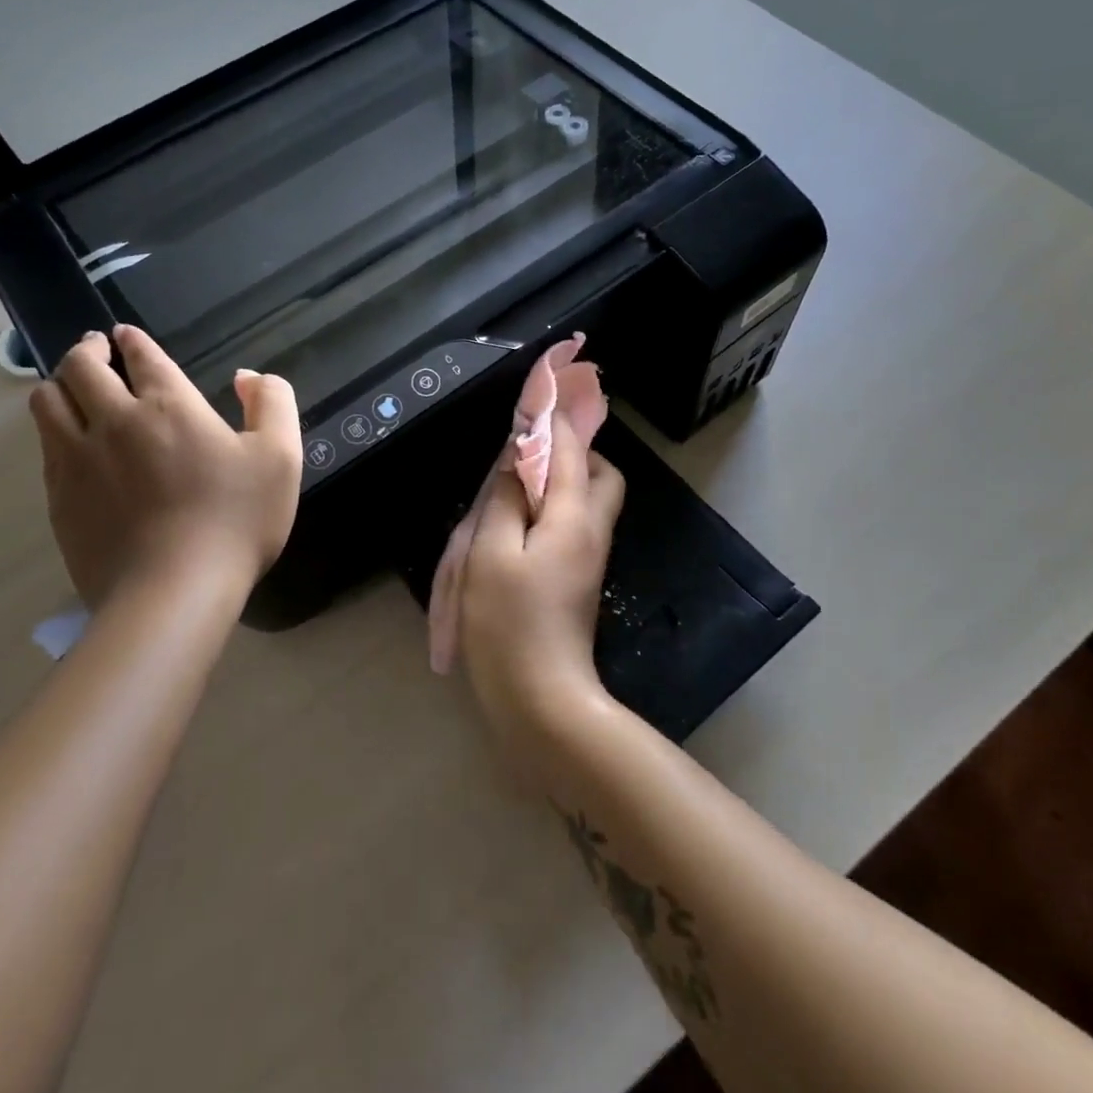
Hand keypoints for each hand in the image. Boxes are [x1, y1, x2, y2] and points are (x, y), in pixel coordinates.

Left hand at [28, 326, 301, 612]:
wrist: (172, 592)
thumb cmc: (235, 520)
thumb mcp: (281, 456)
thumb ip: (272, 403)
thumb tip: (247, 377)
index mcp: (168, 405)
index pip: (141, 355)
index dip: (132, 340)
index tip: (126, 335)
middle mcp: (113, 421)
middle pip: (80, 367)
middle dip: (87, 349)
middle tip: (95, 348)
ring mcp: (77, 460)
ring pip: (47, 402)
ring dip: (59, 384)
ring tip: (72, 388)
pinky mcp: (58, 498)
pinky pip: (45, 447)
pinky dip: (54, 430)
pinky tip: (70, 442)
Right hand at [457, 412, 625, 743]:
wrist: (541, 698)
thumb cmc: (509, 622)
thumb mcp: (491, 553)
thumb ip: (504, 499)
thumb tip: (516, 458)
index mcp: (572, 516)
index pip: (570, 449)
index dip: (554, 418)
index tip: (537, 394)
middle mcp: (592, 530)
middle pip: (601, 473)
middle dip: (574, 451)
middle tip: (530, 452)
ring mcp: (590, 557)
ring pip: (592, 498)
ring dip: (564, 478)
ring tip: (518, 482)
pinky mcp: (581, 578)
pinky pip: (577, 523)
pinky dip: (556, 506)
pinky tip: (521, 519)